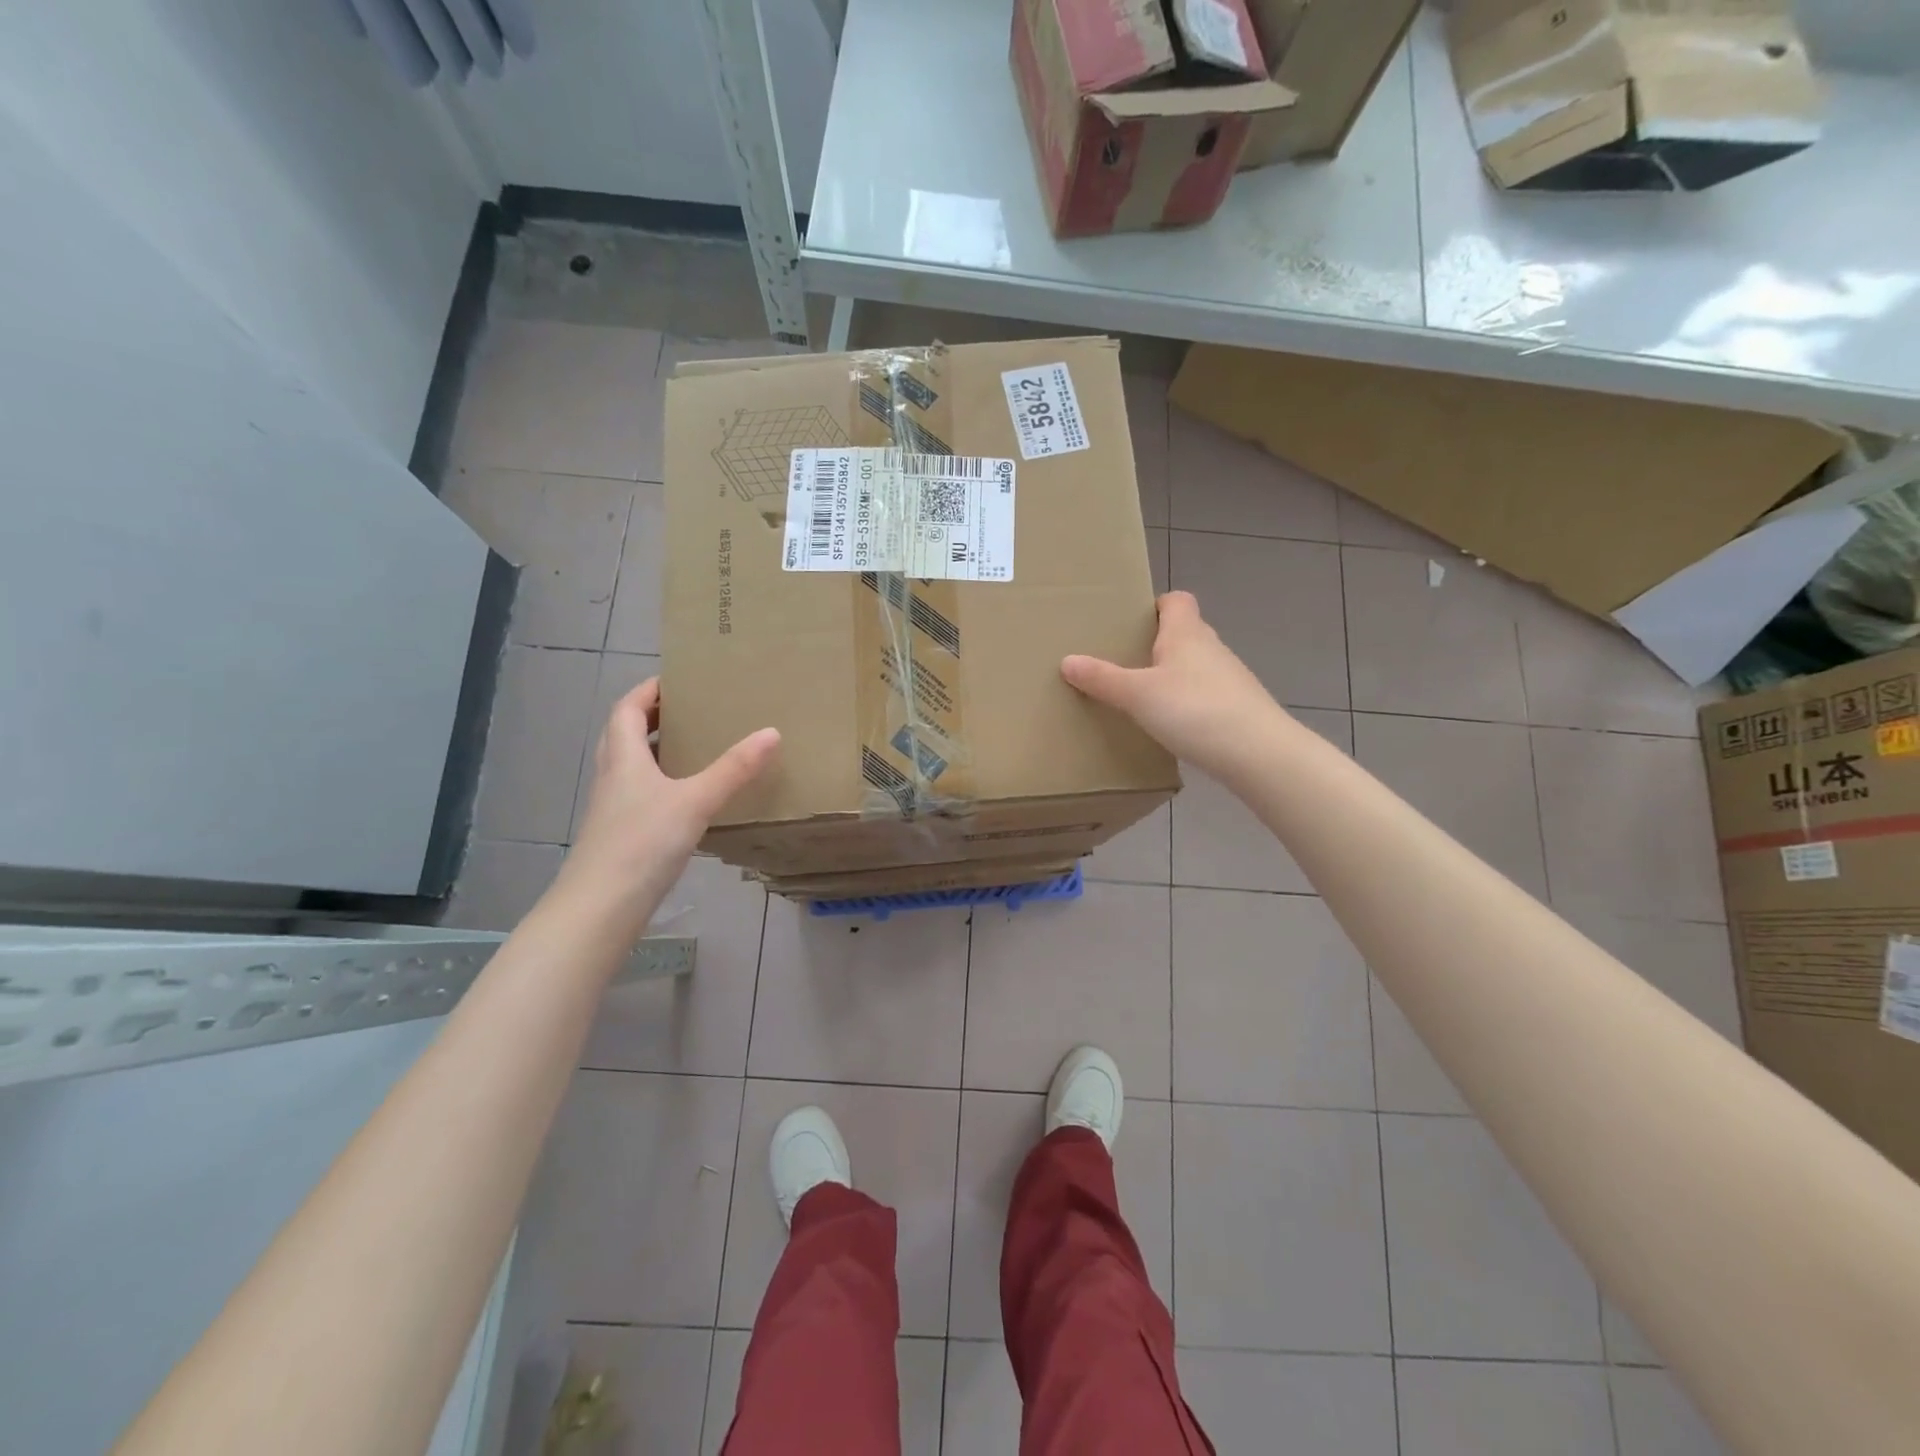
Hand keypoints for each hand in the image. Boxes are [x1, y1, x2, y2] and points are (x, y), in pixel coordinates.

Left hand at [565, 678, 779, 904]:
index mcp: (623, 758)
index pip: (627, 709)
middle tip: (688, 711)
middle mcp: (613, 776)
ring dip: (654, 750)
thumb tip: (772, 732)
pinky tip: (685, 796)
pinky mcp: (619, 833)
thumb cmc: (642, 842)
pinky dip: (659, 782)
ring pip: (629, 765)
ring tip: (692, 747)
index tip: (677, 680)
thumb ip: (733, 769)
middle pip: (623, 733)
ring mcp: (612, 807)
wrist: (601, 906)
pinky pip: (638, 792)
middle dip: (651, 717)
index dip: (648, 691)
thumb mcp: (695, 801)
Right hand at [1061, 591, 1284, 781]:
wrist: (1257, 753)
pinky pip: (1205, 695)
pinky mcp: (1237, 708)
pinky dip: (1187, 703)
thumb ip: (1102, 679)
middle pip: (1184, 633)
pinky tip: (1171, 725)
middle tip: (1124, 661)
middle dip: (1157, 643)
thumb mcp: (1137, 695)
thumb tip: (1067, 660)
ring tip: (1142, 696)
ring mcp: (1229, 678)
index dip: (1156, 605)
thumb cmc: (1194, 710)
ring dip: (1173, 675)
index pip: (1177, 600)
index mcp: (1186, 633)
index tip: (1132, 622)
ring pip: (1195, 666)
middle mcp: (1211, 648)